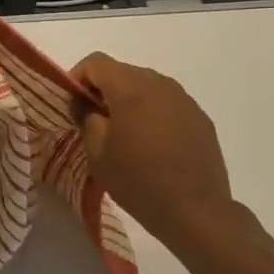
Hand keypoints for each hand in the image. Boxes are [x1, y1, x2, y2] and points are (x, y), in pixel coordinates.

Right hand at [71, 52, 258, 253]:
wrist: (195, 211)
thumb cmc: (137, 181)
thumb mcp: (97, 153)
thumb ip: (86, 118)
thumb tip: (85, 103)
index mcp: (130, 88)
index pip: (96, 62)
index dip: (78, 77)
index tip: (72, 104)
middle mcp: (159, 84)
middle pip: (122, 71)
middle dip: (103, 90)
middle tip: (95, 121)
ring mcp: (184, 99)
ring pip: (147, 86)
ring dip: (129, 100)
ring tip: (125, 133)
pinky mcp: (200, 117)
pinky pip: (168, 103)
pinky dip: (153, 113)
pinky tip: (152, 144)